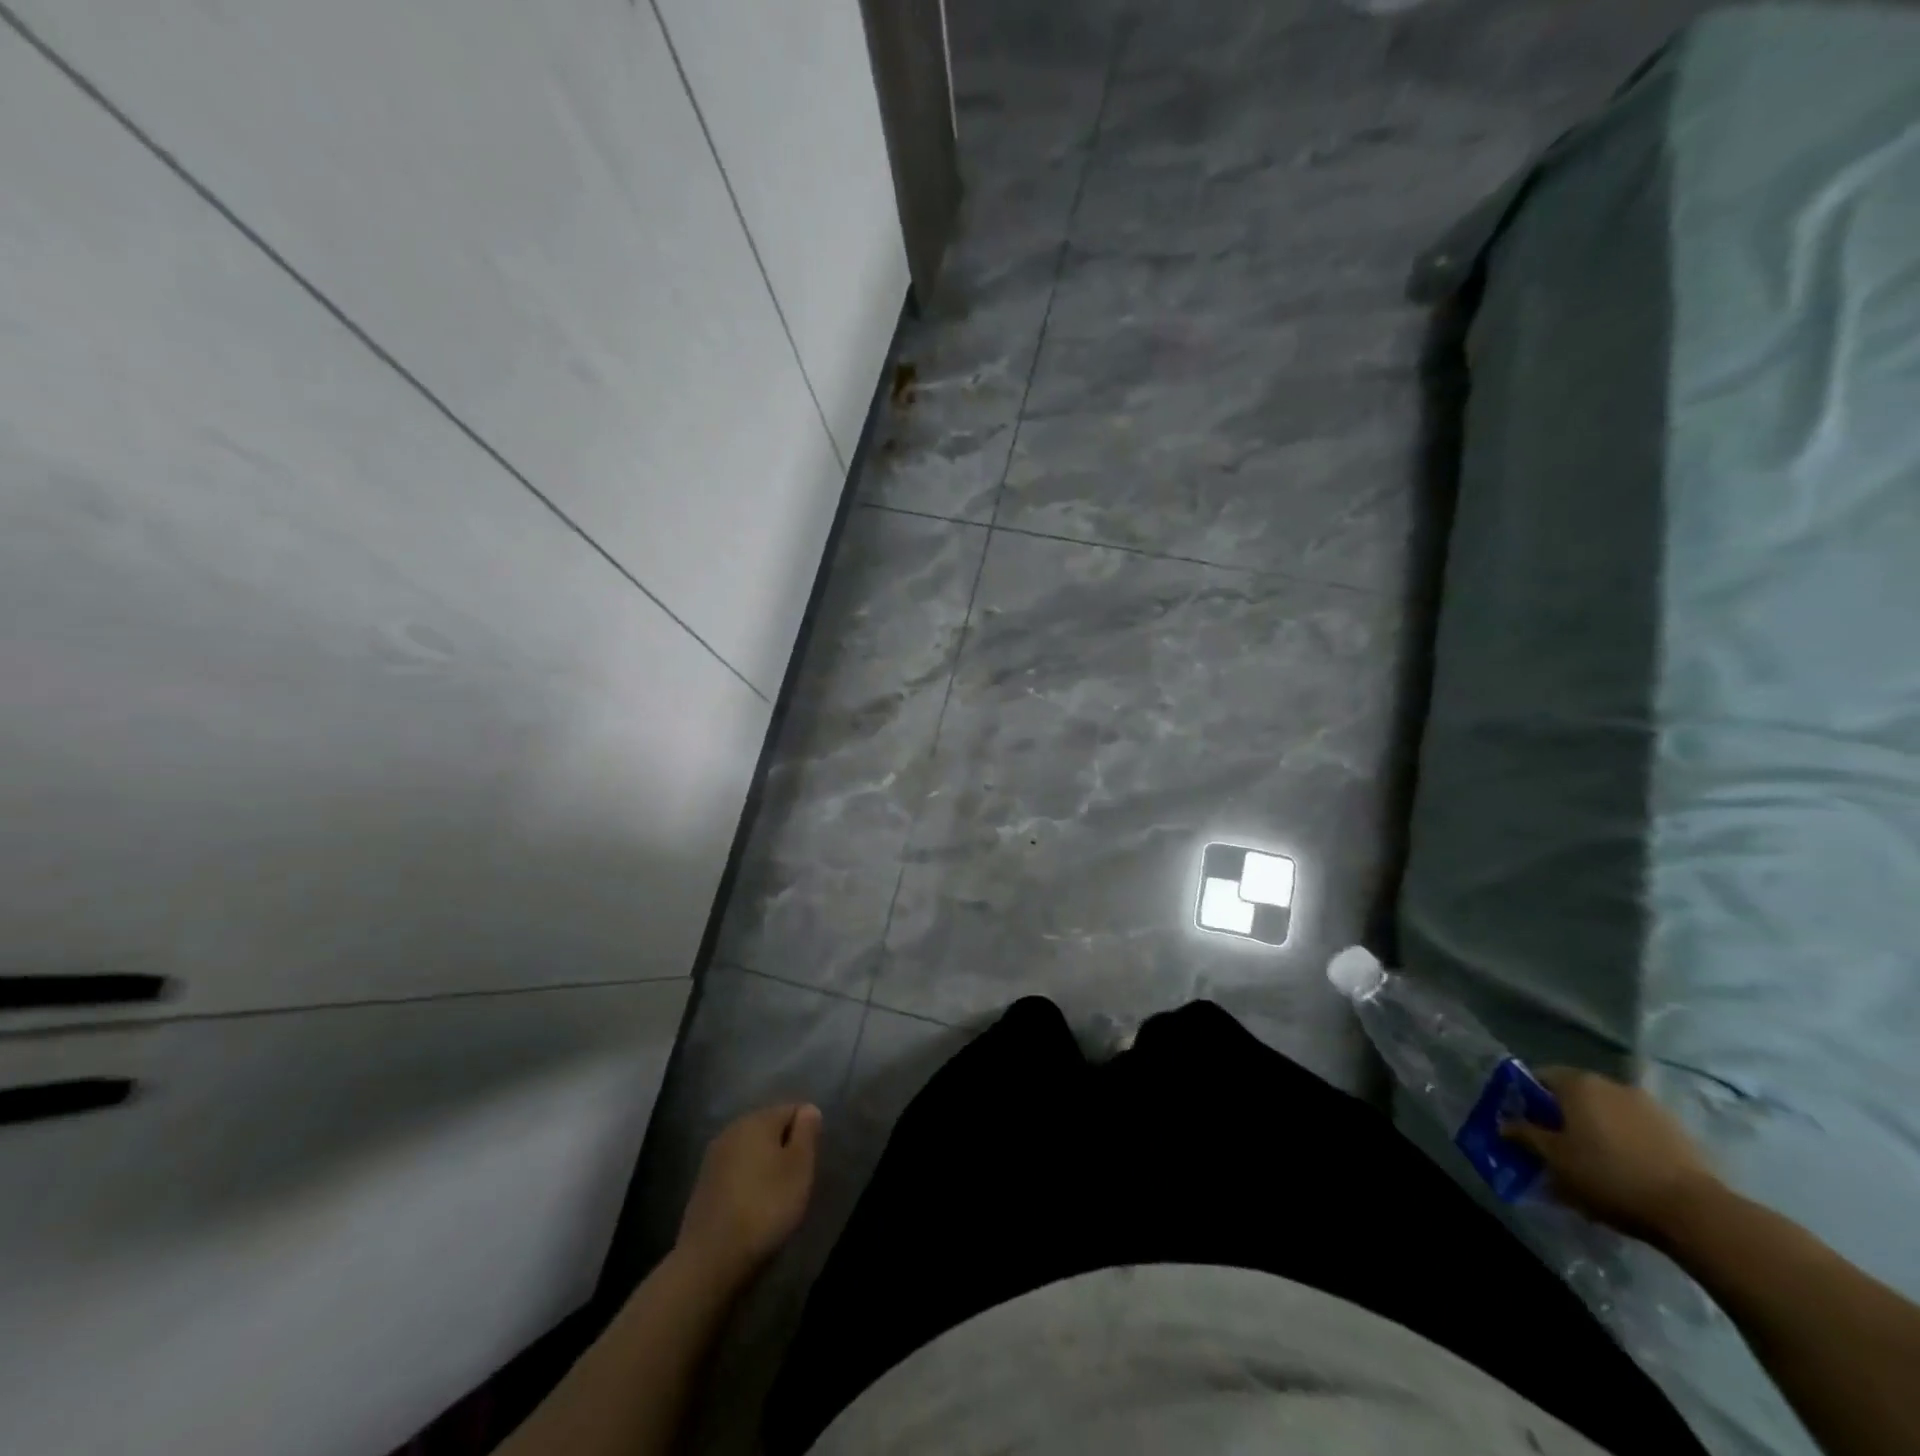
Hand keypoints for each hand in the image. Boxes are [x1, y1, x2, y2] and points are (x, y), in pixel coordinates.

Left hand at [676, 1103, 821, 1284]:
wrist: (710, 1260)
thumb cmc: (765, 1208)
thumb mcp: (799, 1167)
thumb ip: (807, 1132)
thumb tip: (808, 1109)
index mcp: (757, 1119)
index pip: (792, 1110)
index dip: (806, 1135)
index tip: (807, 1166)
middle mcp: (732, 1129)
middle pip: (770, 1129)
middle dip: (785, 1149)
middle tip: (795, 1183)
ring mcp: (714, 1157)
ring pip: (752, 1151)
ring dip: (766, 1167)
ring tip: (775, 1199)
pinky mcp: (703, 1184)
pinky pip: (736, 1172)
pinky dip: (748, 1183)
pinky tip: (752, 1208)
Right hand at [1503, 1068, 1719, 1243]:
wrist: (1695, 1212)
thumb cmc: (1609, 1176)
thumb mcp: (1555, 1159)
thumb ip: (1524, 1135)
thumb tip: (1504, 1123)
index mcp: (1578, 1083)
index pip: (1539, 1077)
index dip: (1526, 1099)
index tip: (1523, 1125)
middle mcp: (1611, 1084)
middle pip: (1574, 1094)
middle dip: (1562, 1116)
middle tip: (1555, 1146)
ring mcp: (1649, 1106)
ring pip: (1607, 1112)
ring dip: (1595, 1129)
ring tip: (1592, 1162)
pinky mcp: (1677, 1131)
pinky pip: (1635, 1129)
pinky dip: (1624, 1141)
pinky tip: (1625, 1169)